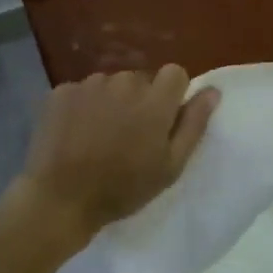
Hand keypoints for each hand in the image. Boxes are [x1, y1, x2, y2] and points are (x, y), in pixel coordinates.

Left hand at [15, 65, 220, 235]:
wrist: (60, 199)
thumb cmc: (123, 188)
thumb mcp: (170, 166)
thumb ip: (194, 124)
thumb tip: (212, 91)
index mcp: (155, 100)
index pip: (175, 73)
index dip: (172, 95)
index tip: (163, 120)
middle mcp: (124, 82)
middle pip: (141, 79)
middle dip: (140, 100)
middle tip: (129, 135)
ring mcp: (89, 84)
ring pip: (111, 84)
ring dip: (111, 101)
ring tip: (99, 135)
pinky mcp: (61, 91)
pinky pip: (82, 90)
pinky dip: (83, 106)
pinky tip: (76, 133)